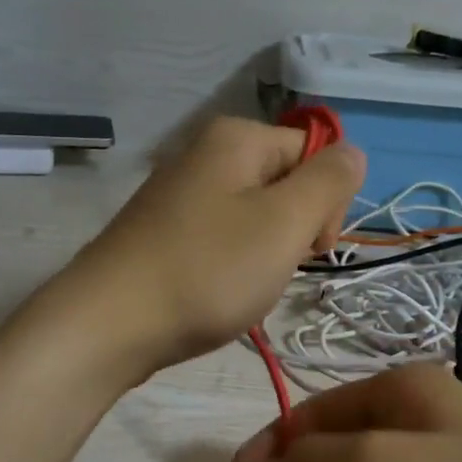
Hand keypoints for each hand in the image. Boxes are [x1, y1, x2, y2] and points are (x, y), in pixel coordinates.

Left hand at [56, 116, 364, 375]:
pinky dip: (230, 267)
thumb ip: (330, 181)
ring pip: (254, 218)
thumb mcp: (285, 222)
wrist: (109, 324)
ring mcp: (179, 195)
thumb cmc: (207, 270)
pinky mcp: (163, 233)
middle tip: (273, 270)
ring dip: (265, 255)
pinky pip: (220, 240)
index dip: (325, 203)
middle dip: (294, 231)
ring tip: (242, 287)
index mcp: (237, 138)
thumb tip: (351, 153)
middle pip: (284, 183)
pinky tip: (216, 294)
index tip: (309, 249)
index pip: (315, 154)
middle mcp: (205, 154)